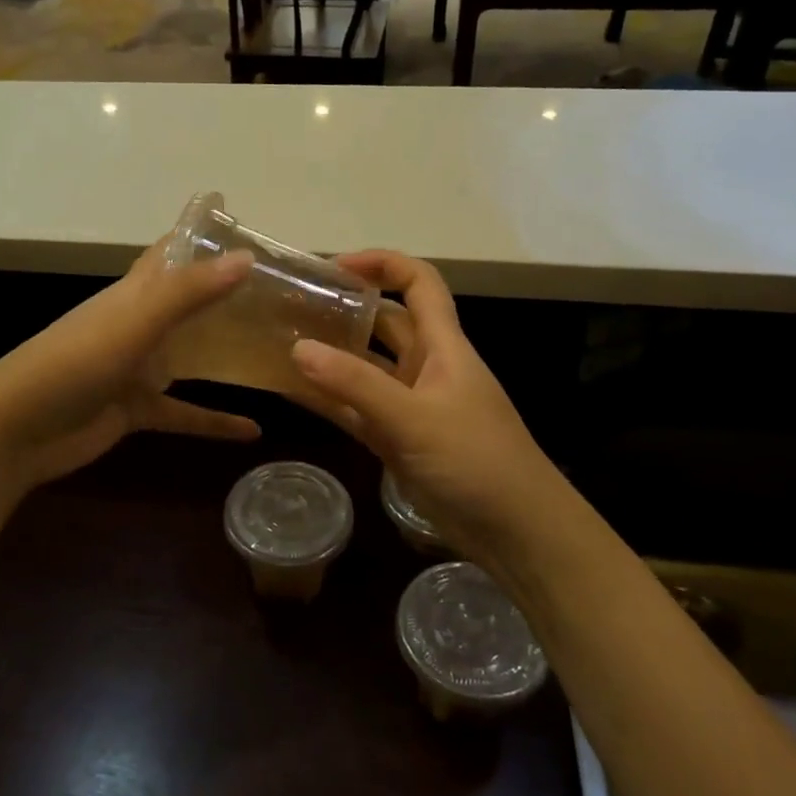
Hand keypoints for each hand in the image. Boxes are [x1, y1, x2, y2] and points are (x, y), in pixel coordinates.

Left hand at [0, 242, 260, 493]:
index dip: (203, 234)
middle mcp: (138, 324)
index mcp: (133, 294)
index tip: (247, 223)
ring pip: (191, 355)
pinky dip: (214, 420)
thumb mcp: (132, 324)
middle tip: (285, 293)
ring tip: (279, 350)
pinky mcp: (136, 409)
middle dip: (229, 295)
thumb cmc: (72, 364)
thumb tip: (246, 258)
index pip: (172, 251)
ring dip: (226, 353)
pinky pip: (183, 411)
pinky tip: (252, 431)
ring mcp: (137, 368)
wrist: (16, 431)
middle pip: (190, 302)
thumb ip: (187, 293)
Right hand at [290, 251, 571, 573]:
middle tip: (293, 305)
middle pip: (384, 322)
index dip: (381, 264)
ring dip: (331, 355)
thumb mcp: (414, 418)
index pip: (418, 283)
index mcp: (443, 345)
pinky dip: (328, 399)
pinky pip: (356, 408)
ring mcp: (410, 404)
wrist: (515, 532)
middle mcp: (425, 366)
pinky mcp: (397, 439)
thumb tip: (298, 348)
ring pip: (365, 367)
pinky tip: (289, 391)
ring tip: (280, 341)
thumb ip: (356, 384)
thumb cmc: (477, 460)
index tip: (333, 268)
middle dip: (345, 308)